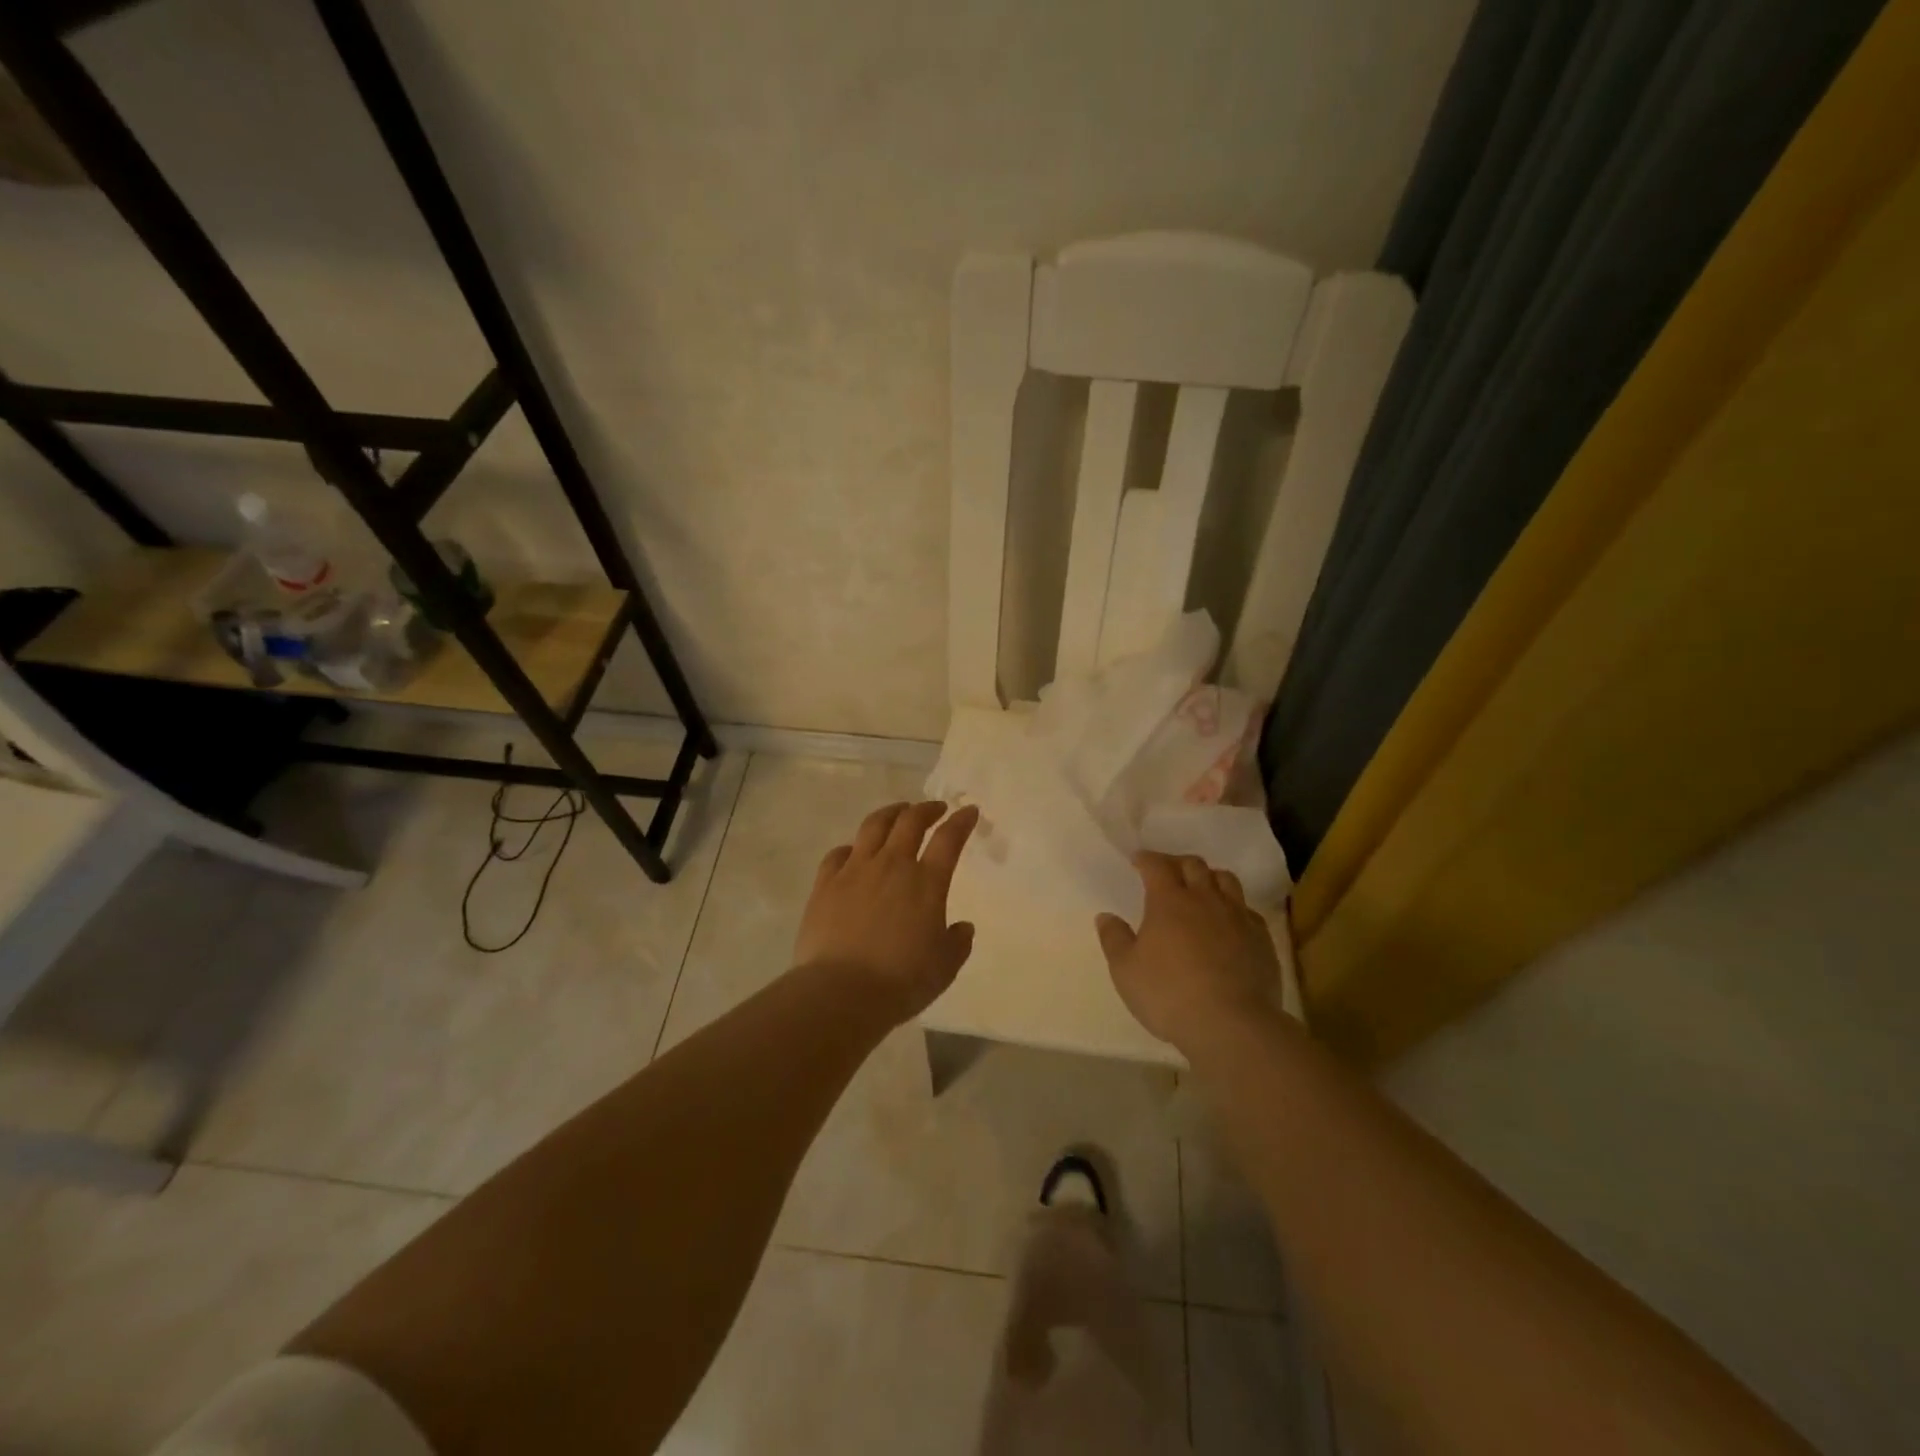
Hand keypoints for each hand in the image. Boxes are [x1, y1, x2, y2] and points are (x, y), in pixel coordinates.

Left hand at [794, 801, 980, 1025]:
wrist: (841, 991)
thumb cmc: (901, 981)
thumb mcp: (944, 968)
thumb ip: (957, 943)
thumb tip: (963, 927)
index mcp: (926, 882)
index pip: (949, 839)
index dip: (961, 821)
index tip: (969, 811)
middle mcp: (892, 865)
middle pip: (910, 821)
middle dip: (926, 809)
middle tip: (935, 808)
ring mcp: (855, 870)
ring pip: (873, 826)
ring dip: (890, 813)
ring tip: (898, 812)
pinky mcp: (825, 884)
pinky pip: (838, 853)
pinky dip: (852, 847)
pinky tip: (854, 851)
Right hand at [1096, 852, 1281, 1054]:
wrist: (1231, 1025)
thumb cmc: (1169, 994)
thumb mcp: (1125, 971)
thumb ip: (1114, 939)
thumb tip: (1106, 917)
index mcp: (1169, 901)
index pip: (1157, 866)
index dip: (1146, 859)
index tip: (1138, 861)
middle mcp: (1205, 899)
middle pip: (1194, 865)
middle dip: (1177, 863)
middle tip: (1167, 872)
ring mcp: (1237, 917)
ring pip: (1226, 880)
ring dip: (1210, 878)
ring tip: (1201, 889)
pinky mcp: (1262, 939)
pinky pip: (1247, 910)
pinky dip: (1234, 907)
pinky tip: (1229, 922)